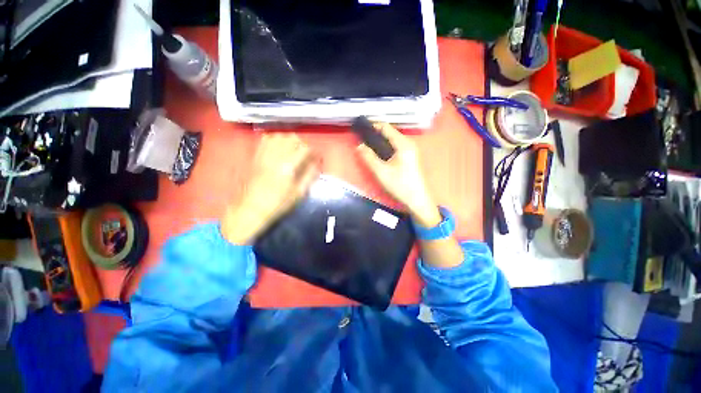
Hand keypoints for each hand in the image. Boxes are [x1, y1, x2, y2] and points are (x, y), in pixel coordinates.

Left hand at [222, 134, 318, 244]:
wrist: (252, 208)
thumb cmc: (279, 203)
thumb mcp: (299, 193)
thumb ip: (309, 176)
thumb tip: (316, 164)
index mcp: (288, 166)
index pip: (305, 149)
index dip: (314, 152)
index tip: (317, 157)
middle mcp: (276, 156)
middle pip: (292, 138)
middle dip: (302, 144)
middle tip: (306, 155)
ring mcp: (264, 154)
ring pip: (279, 136)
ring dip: (289, 141)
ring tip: (293, 150)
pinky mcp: (256, 156)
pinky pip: (266, 140)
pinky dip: (275, 140)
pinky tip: (279, 149)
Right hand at [356, 123, 440, 227]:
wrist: (417, 200)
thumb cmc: (400, 185)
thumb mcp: (381, 172)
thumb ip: (369, 157)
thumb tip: (359, 146)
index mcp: (403, 144)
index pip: (386, 127)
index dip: (372, 126)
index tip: (360, 129)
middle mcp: (408, 144)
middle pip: (389, 133)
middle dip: (375, 135)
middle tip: (362, 140)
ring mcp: (410, 151)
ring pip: (392, 141)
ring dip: (380, 142)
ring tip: (367, 147)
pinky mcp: (409, 158)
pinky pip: (395, 147)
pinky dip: (385, 148)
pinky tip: (378, 155)